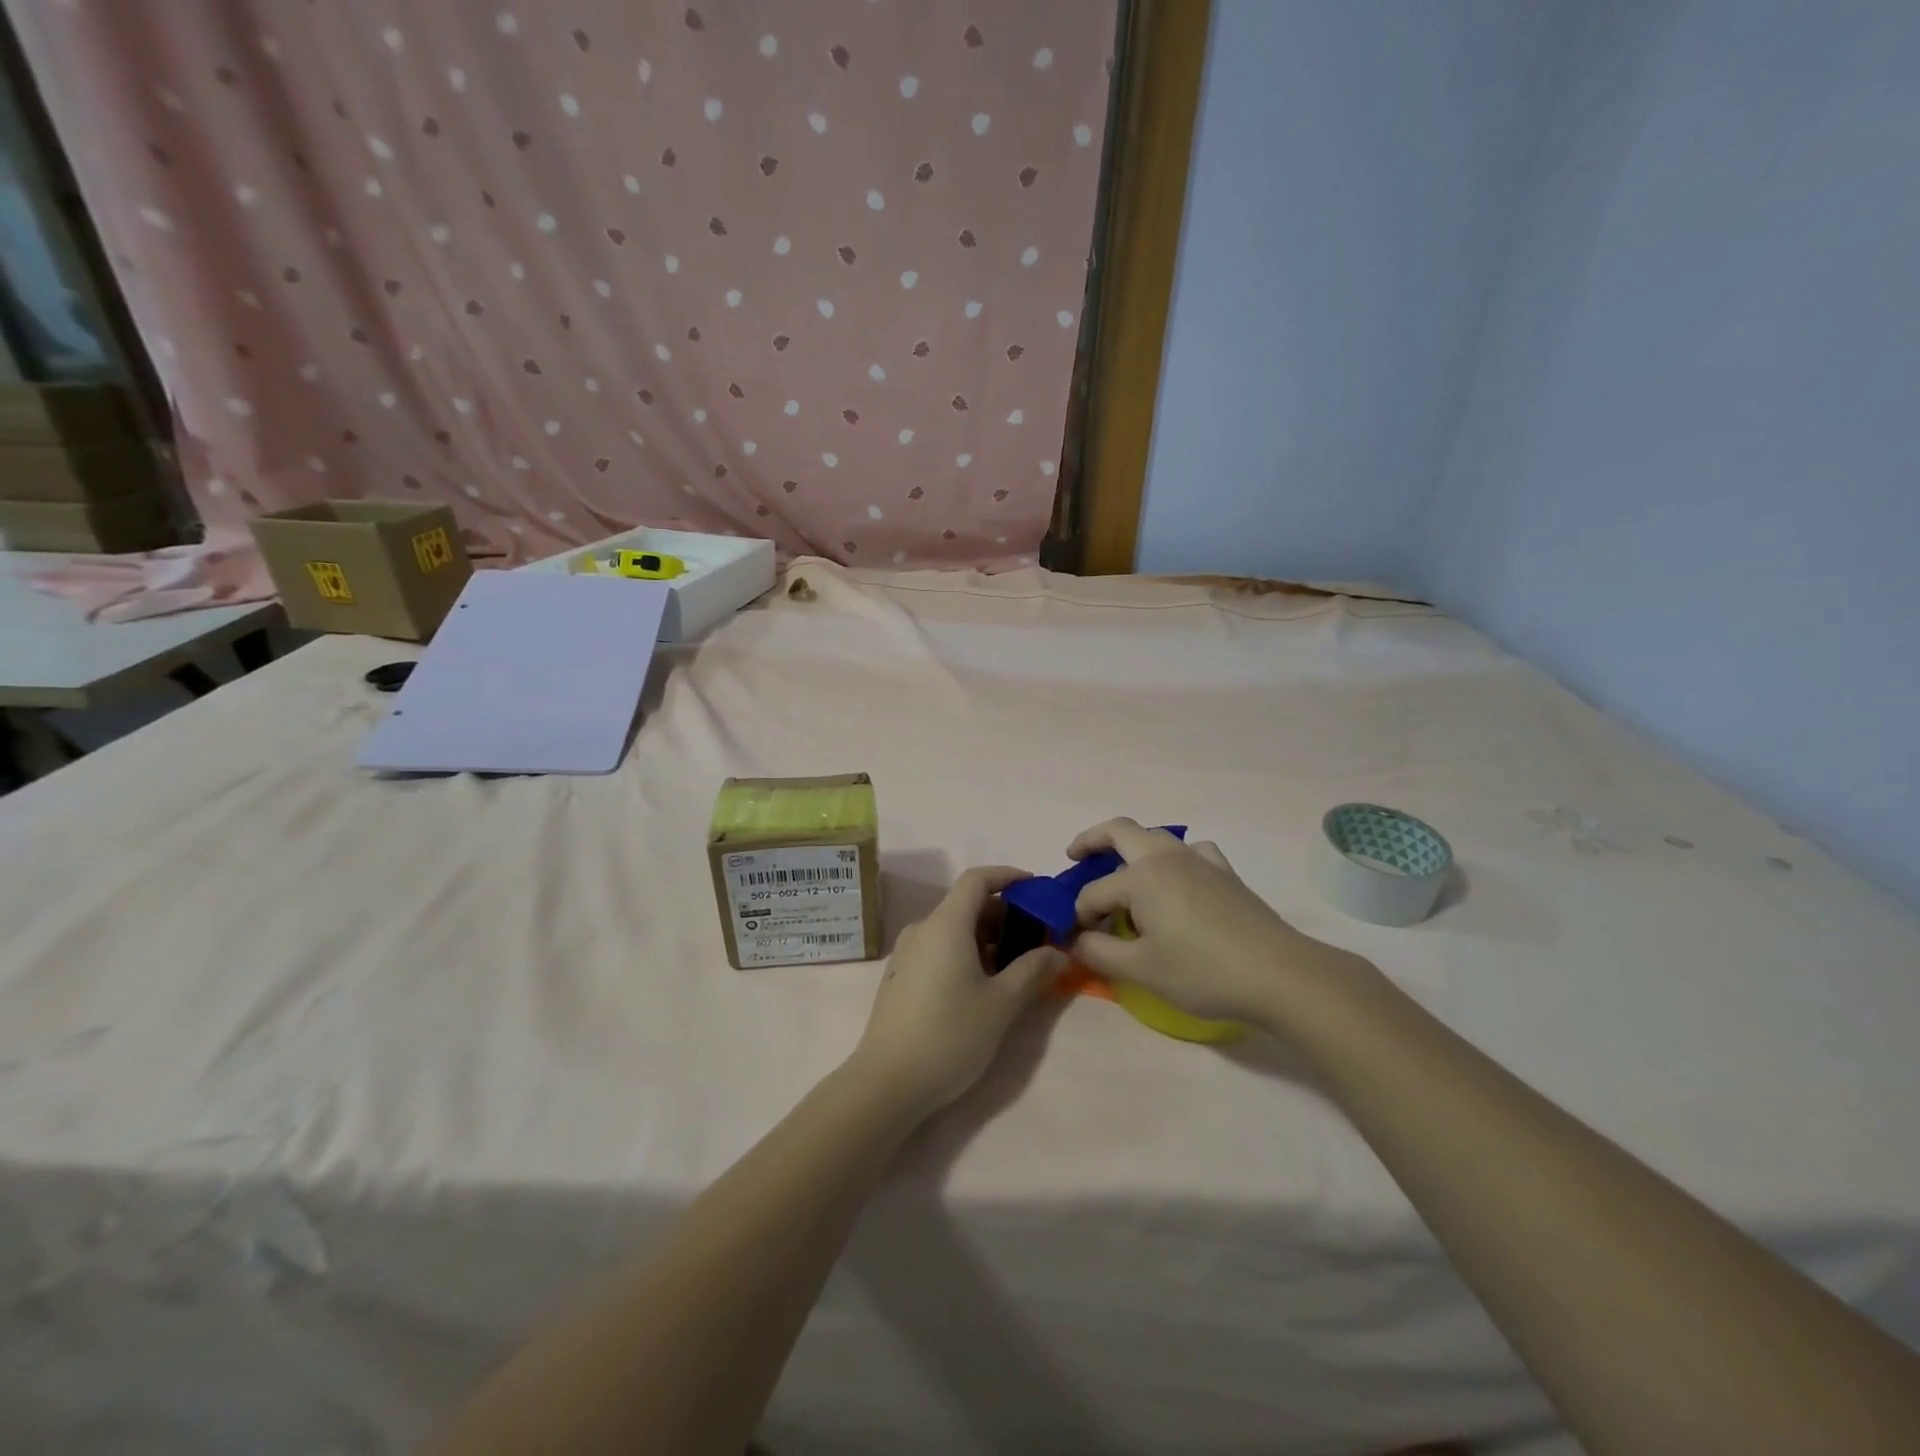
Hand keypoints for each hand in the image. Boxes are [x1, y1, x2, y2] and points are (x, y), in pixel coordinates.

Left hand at [850, 866, 1065, 1116]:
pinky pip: (939, 947)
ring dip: (986, 937)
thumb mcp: (1002, 1004)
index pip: (977, 879)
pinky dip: (965, 951)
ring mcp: (907, 953)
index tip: (1036, 888)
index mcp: (946, 924)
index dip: (1007, 876)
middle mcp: (923, 929)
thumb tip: (1058, 952)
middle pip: (966, 904)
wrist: (887, 1083)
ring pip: (953, 928)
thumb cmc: (949, 1035)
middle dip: (1004, 914)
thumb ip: (1032, 970)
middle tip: (1035, 937)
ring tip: (1015, 965)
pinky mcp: (901, 976)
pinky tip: (983, 983)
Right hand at [1068, 818, 1368, 1026]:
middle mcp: (1165, 857)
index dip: (1079, 917)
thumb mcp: (1141, 970)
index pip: (1093, 893)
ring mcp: (1198, 859)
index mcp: (1140, 877)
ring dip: (1131, 847)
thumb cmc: (1202, 972)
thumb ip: (1098, 952)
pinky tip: (1179, 879)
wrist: (1278, 974)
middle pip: (1119, 831)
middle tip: (1074, 856)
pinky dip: (1175, 857)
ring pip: (1155, 836)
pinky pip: (1191, 850)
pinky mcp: (1224, 872)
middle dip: (1091, 840)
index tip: (1076, 940)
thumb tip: (1075, 940)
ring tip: (1123, 873)